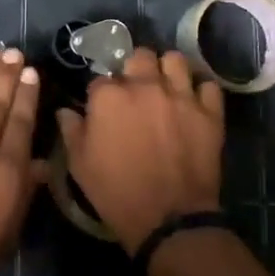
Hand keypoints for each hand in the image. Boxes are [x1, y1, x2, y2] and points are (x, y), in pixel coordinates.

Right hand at [57, 48, 224, 253]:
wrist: (168, 218)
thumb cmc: (116, 191)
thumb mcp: (80, 164)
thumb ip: (71, 130)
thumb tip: (65, 111)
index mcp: (109, 96)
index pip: (101, 78)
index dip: (101, 93)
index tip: (103, 108)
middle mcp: (145, 86)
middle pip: (139, 56)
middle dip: (135, 69)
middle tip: (136, 89)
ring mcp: (180, 96)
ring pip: (175, 60)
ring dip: (168, 69)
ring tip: (166, 85)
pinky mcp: (209, 112)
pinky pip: (208, 85)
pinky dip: (200, 91)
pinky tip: (194, 102)